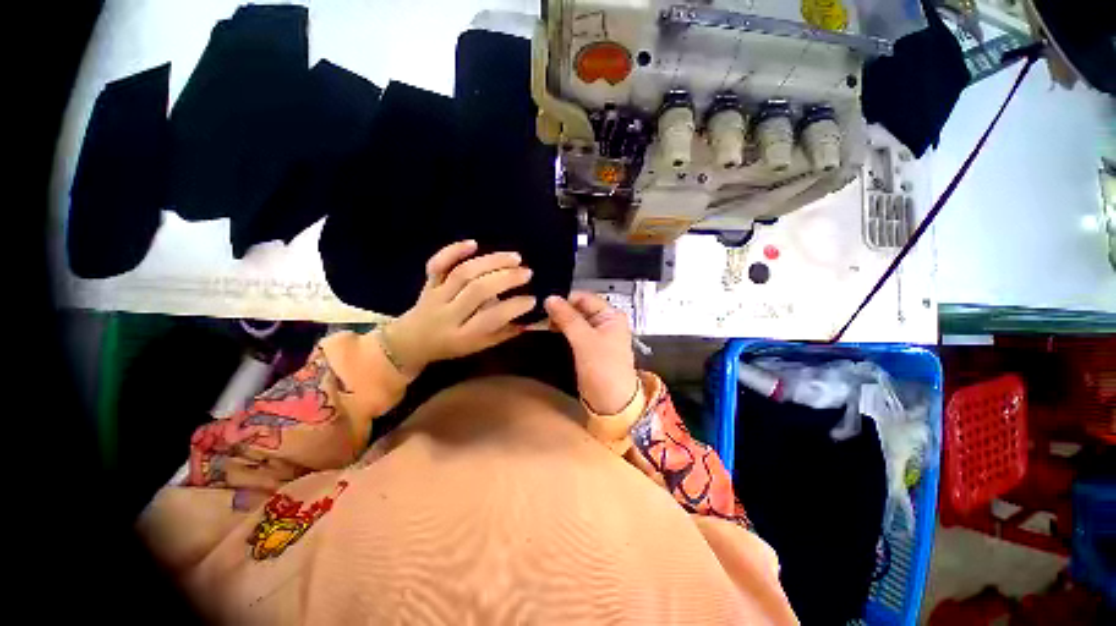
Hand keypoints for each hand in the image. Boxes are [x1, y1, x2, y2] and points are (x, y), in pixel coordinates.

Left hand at [381, 240, 535, 376]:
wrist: (411, 341)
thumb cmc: (452, 345)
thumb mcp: (479, 347)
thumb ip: (503, 333)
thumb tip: (529, 319)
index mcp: (463, 335)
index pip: (491, 318)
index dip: (514, 307)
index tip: (532, 299)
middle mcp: (448, 314)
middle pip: (477, 290)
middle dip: (506, 278)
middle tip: (527, 273)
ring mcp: (436, 295)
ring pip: (463, 273)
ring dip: (491, 262)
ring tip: (515, 257)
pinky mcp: (428, 282)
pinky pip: (437, 263)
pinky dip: (453, 250)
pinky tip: (474, 243)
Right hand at [545, 291, 638, 414]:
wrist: (612, 402)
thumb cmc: (603, 368)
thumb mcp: (585, 340)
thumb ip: (568, 318)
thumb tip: (550, 298)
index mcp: (611, 315)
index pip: (584, 298)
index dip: (565, 299)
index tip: (543, 303)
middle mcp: (605, 321)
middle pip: (579, 308)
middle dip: (560, 309)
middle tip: (539, 313)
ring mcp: (597, 334)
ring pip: (575, 320)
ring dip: (560, 320)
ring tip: (541, 321)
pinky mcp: (588, 346)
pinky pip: (574, 332)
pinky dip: (562, 329)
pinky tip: (549, 329)